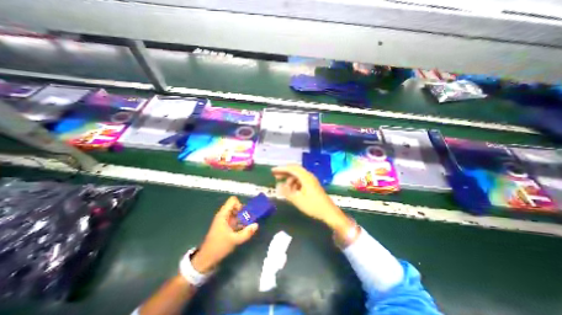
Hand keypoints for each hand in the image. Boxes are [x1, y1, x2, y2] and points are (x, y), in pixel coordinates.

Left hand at [190, 196, 257, 272]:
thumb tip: (256, 225)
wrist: (206, 259)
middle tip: (249, 219)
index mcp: (223, 215)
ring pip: (235, 213)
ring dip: (242, 217)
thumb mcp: (234, 240)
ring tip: (247, 225)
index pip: (233, 200)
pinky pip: (234, 219)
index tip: (244, 214)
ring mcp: (224, 221)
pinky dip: (239, 222)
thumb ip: (246, 233)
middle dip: (243, 211)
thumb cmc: (218, 247)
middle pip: (235, 206)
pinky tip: (243, 230)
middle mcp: (223, 215)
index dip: (240, 204)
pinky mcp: (225, 226)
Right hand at [273, 165, 356, 245]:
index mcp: (305, 177)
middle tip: (275, 176)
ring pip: (297, 176)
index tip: (273, 171)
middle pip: (294, 170)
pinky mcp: (312, 185)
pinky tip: (291, 190)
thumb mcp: (297, 200)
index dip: (281, 169)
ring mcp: (311, 180)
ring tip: (283, 187)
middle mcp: (308, 176)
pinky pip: (301, 180)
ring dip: (289, 179)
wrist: (328, 212)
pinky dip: (294, 183)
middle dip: (284, 173)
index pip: (291, 169)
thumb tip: (278, 185)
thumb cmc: (313, 206)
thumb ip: (286, 192)